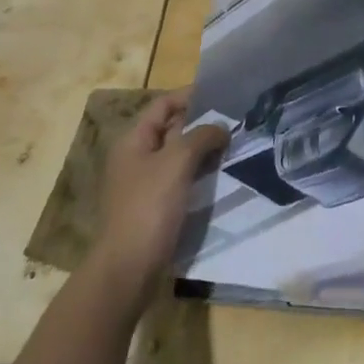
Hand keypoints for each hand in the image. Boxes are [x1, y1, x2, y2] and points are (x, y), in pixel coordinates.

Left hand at [92, 90, 227, 293]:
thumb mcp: (177, 162)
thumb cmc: (149, 207)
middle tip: (235, 120)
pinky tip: (220, 175)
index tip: (222, 94)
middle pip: (170, 128)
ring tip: (234, 145)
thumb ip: (201, 136)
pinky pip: (179, 179)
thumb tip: (221, 127)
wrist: (128, 268)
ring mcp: (144, 183)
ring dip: (202, 149)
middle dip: (201, 123)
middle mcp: (135, 157)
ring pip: (177, 155)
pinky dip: (199, 172)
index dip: (190, 96)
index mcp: (133, 140)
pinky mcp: (154, 206)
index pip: (163, 105)